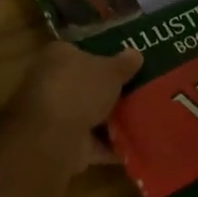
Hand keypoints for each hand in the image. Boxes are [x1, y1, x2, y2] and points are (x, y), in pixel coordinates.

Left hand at [0, 42, 142, 169]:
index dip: (103, 56)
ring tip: (145, 117)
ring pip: (90, 114)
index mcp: (58, 56)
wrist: (53, 137)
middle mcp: (52, 82)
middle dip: (109, 90)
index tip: (127, 63)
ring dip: (112, 120)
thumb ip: (123, 63)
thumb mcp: (109, 70)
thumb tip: (136, 53)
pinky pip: (94, 142)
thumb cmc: (79, 89)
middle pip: (86, 84)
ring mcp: (57, 115)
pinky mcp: (64, 143)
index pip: (80, 51)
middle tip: (141, 90)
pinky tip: (137, 145)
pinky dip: (112, 145)